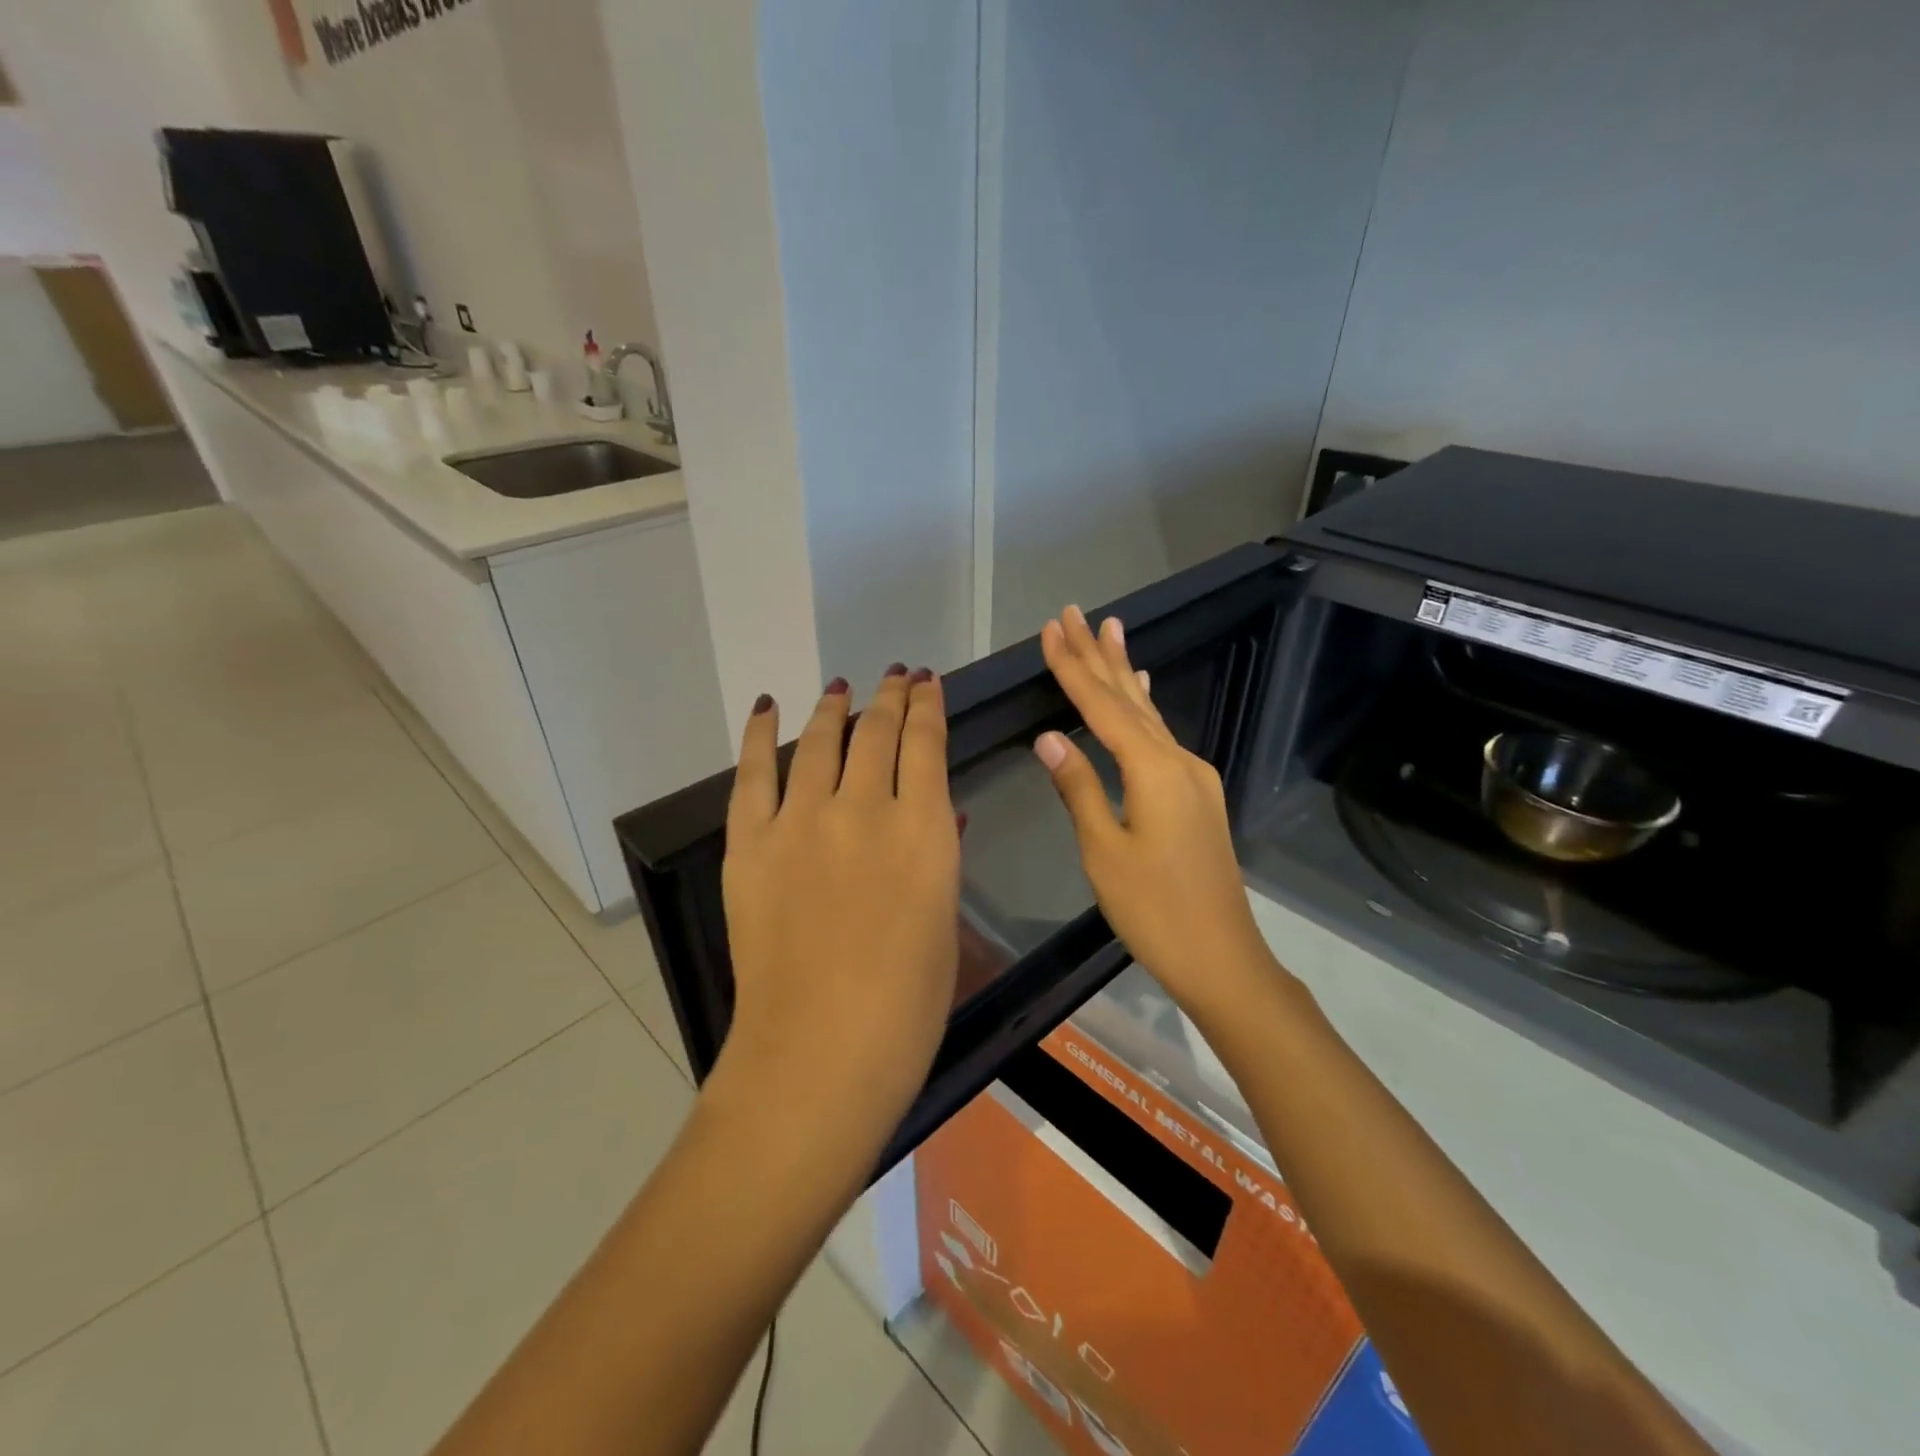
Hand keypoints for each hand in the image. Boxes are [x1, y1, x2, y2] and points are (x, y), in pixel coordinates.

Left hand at [714, 666, 960, 1132]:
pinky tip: (769, 706)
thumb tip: (940, 811)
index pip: (926, 743)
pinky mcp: (751, 843)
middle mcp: (865, 808)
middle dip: (891, 697)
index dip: (927, 707)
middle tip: (897, 677)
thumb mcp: (943, 921)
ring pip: (821, 741)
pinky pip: (754, 772)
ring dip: (835, 707)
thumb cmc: (907, 1005)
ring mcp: (801, 821)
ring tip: (842, 686)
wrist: (820, 1055)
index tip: (927, 684)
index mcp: (923, 830)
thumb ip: (940, 854)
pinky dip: (761, 734)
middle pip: (877, 731)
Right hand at [1033, 607, 1281, 1018]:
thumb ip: (1079, 788)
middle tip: (1075, 613)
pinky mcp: (1196, 795)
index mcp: (1153, 770)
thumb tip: (1048, 737)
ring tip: (1110, 630)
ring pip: (1149, 713)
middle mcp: (1178, 761)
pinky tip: (1145, 691)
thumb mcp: (1104, 851)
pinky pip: (1162, 736)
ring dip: (1124, 672)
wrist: (1221, 956)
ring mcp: (1193, 777)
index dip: (1073, 668)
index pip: (1102, 707)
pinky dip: (1145, 707)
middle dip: (1098, 655)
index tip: (1051, 630)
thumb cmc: (1154, 909)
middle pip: (1129, 698)